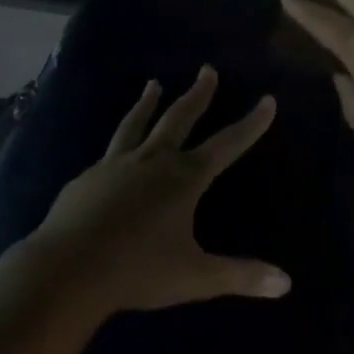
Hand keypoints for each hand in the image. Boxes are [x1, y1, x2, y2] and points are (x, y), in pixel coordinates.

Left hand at [23, 67, 287, 315]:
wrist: (67, 269)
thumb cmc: (137, 270)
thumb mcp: (195, 277)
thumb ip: (240, 276)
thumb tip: (287, 283)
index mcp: (183, 179)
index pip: (227, 145)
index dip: (250, 124)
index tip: (267, 100)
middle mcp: (152, 162)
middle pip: (179, 119)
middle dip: (198, 95)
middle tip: (207, 70)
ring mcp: (116, 165)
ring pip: (136, 124)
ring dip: (148, 103)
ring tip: (153, 84)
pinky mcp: (87, 177)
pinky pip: (109, 150)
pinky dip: (120, 140)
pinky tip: (117, 148)